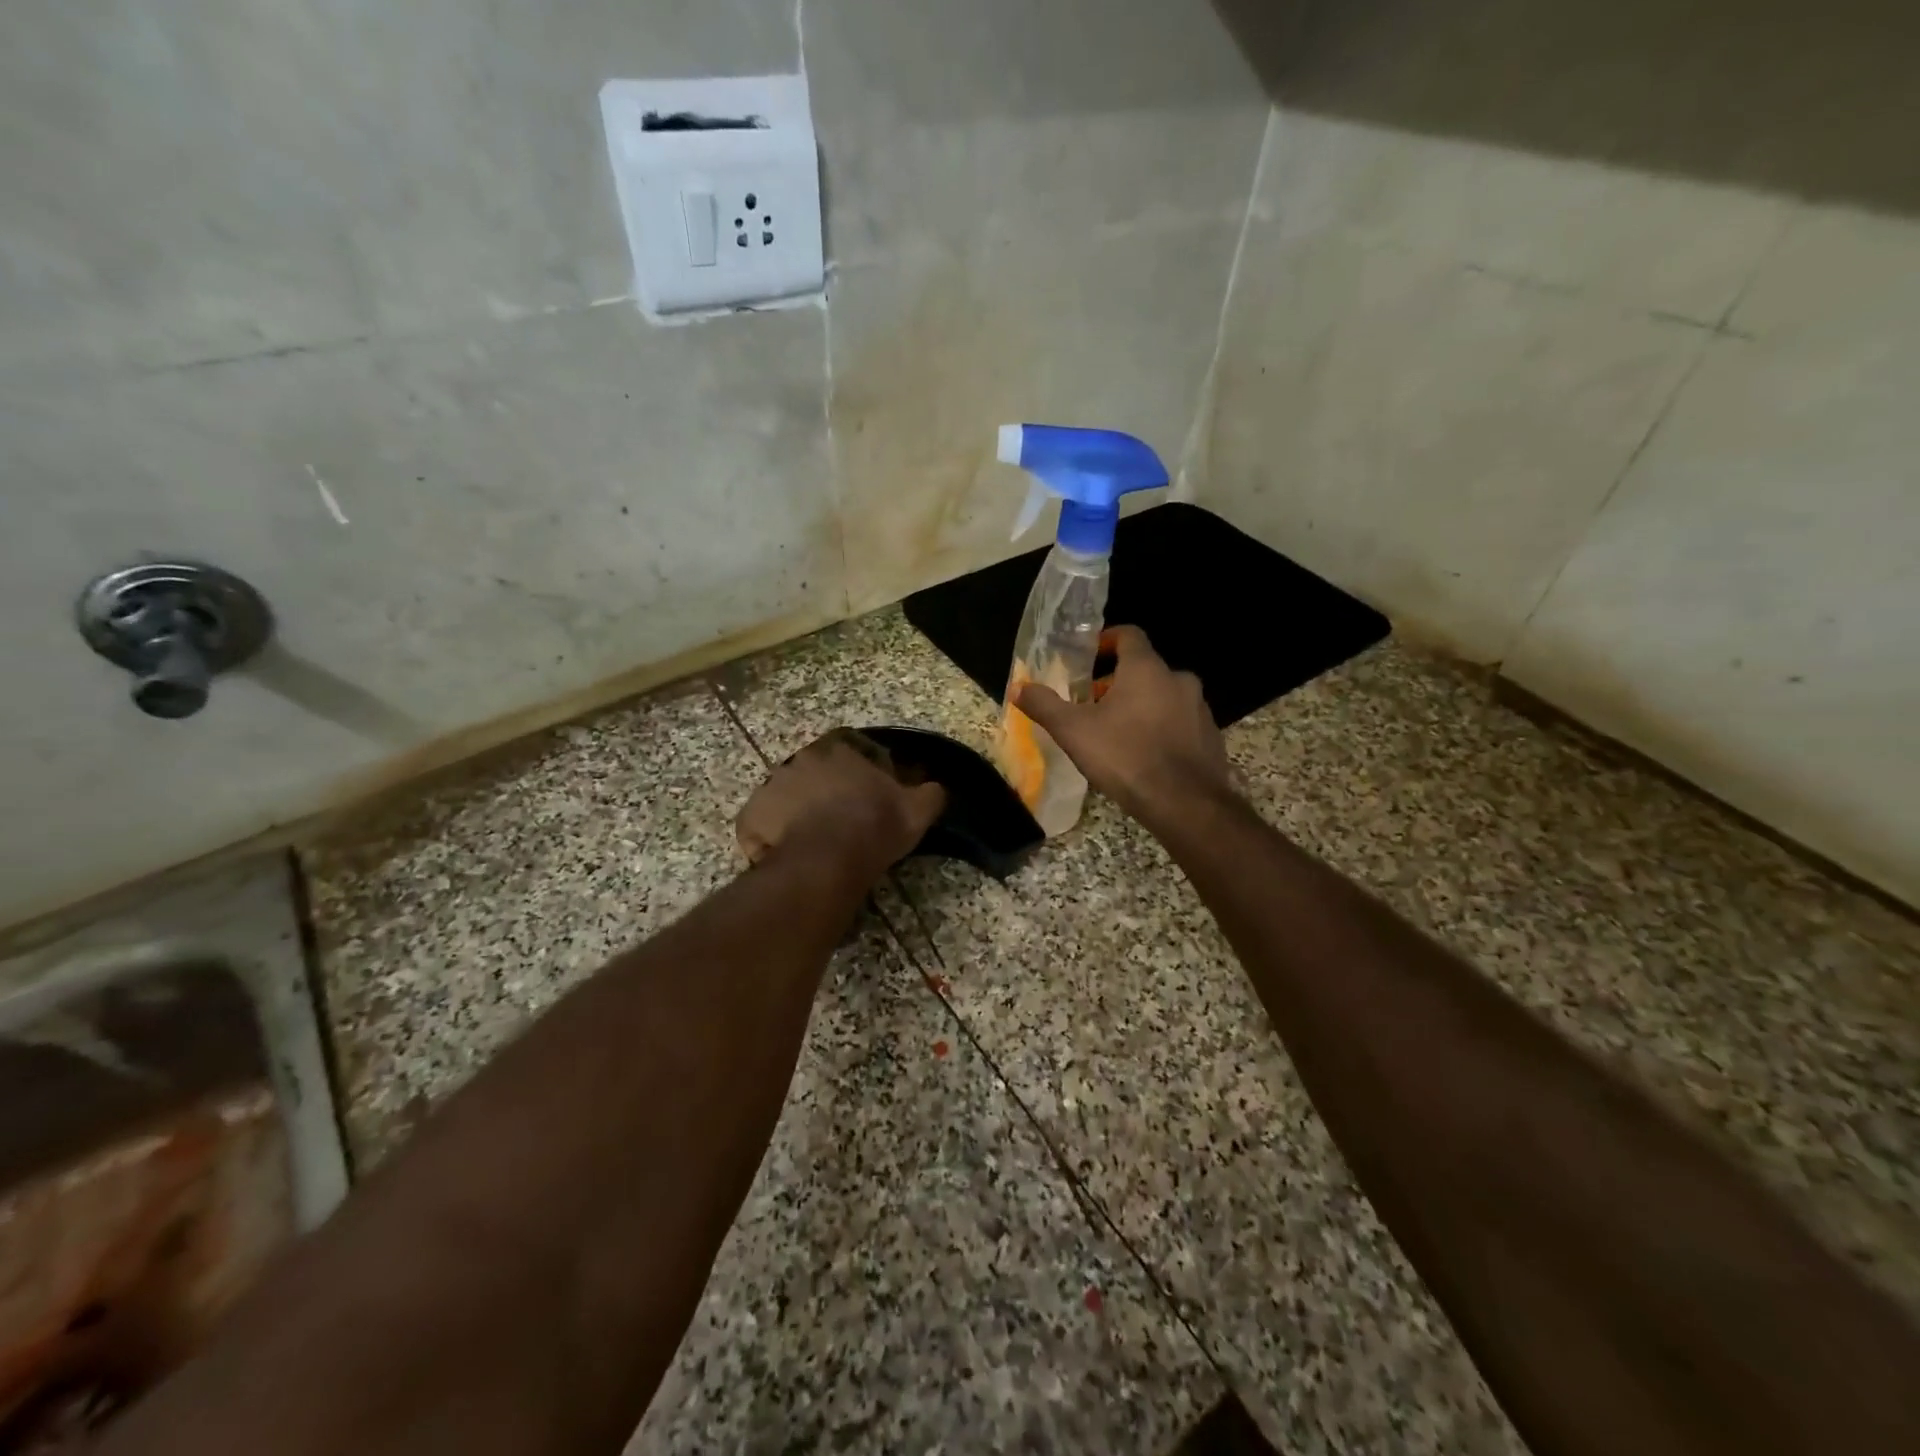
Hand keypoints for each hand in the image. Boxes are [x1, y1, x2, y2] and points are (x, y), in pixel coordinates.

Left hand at [736, 728, 945, 878]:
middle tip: (841, 821)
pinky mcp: (751, 816)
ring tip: (814, 843)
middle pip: (817, 772)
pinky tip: (790, 856)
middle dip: (827, 791)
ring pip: (788, 797)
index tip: (871, 798)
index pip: (853, 750)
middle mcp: (801, 759)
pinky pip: (762, 825)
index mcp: (839, 750)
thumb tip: (936, 787)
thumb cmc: (874, 827)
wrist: (827, 861)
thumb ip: (930, 793)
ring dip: (799, 812)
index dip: (864, 773)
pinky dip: (772, 837)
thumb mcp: (917, 810)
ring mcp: (771, 786)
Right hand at [1014, 626, 1232, 825]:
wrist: (1185, 803)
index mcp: (1146, 669)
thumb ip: (1045, 705)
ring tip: (1117, 733)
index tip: (1090, 656)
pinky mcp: (1210, 736)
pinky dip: (1161, 729)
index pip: (1129, 635)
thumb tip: (1019, 687)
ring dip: (1141, 706)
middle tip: (1094, 705)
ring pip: (1164, 696)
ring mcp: (1199, 708)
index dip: (1107, 640)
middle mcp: (1178, 679)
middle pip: (1145, 669)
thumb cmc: (1125, 757)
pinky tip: (1144, 755)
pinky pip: (1180, 722)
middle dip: (1118, 682)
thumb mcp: (1074, 731)